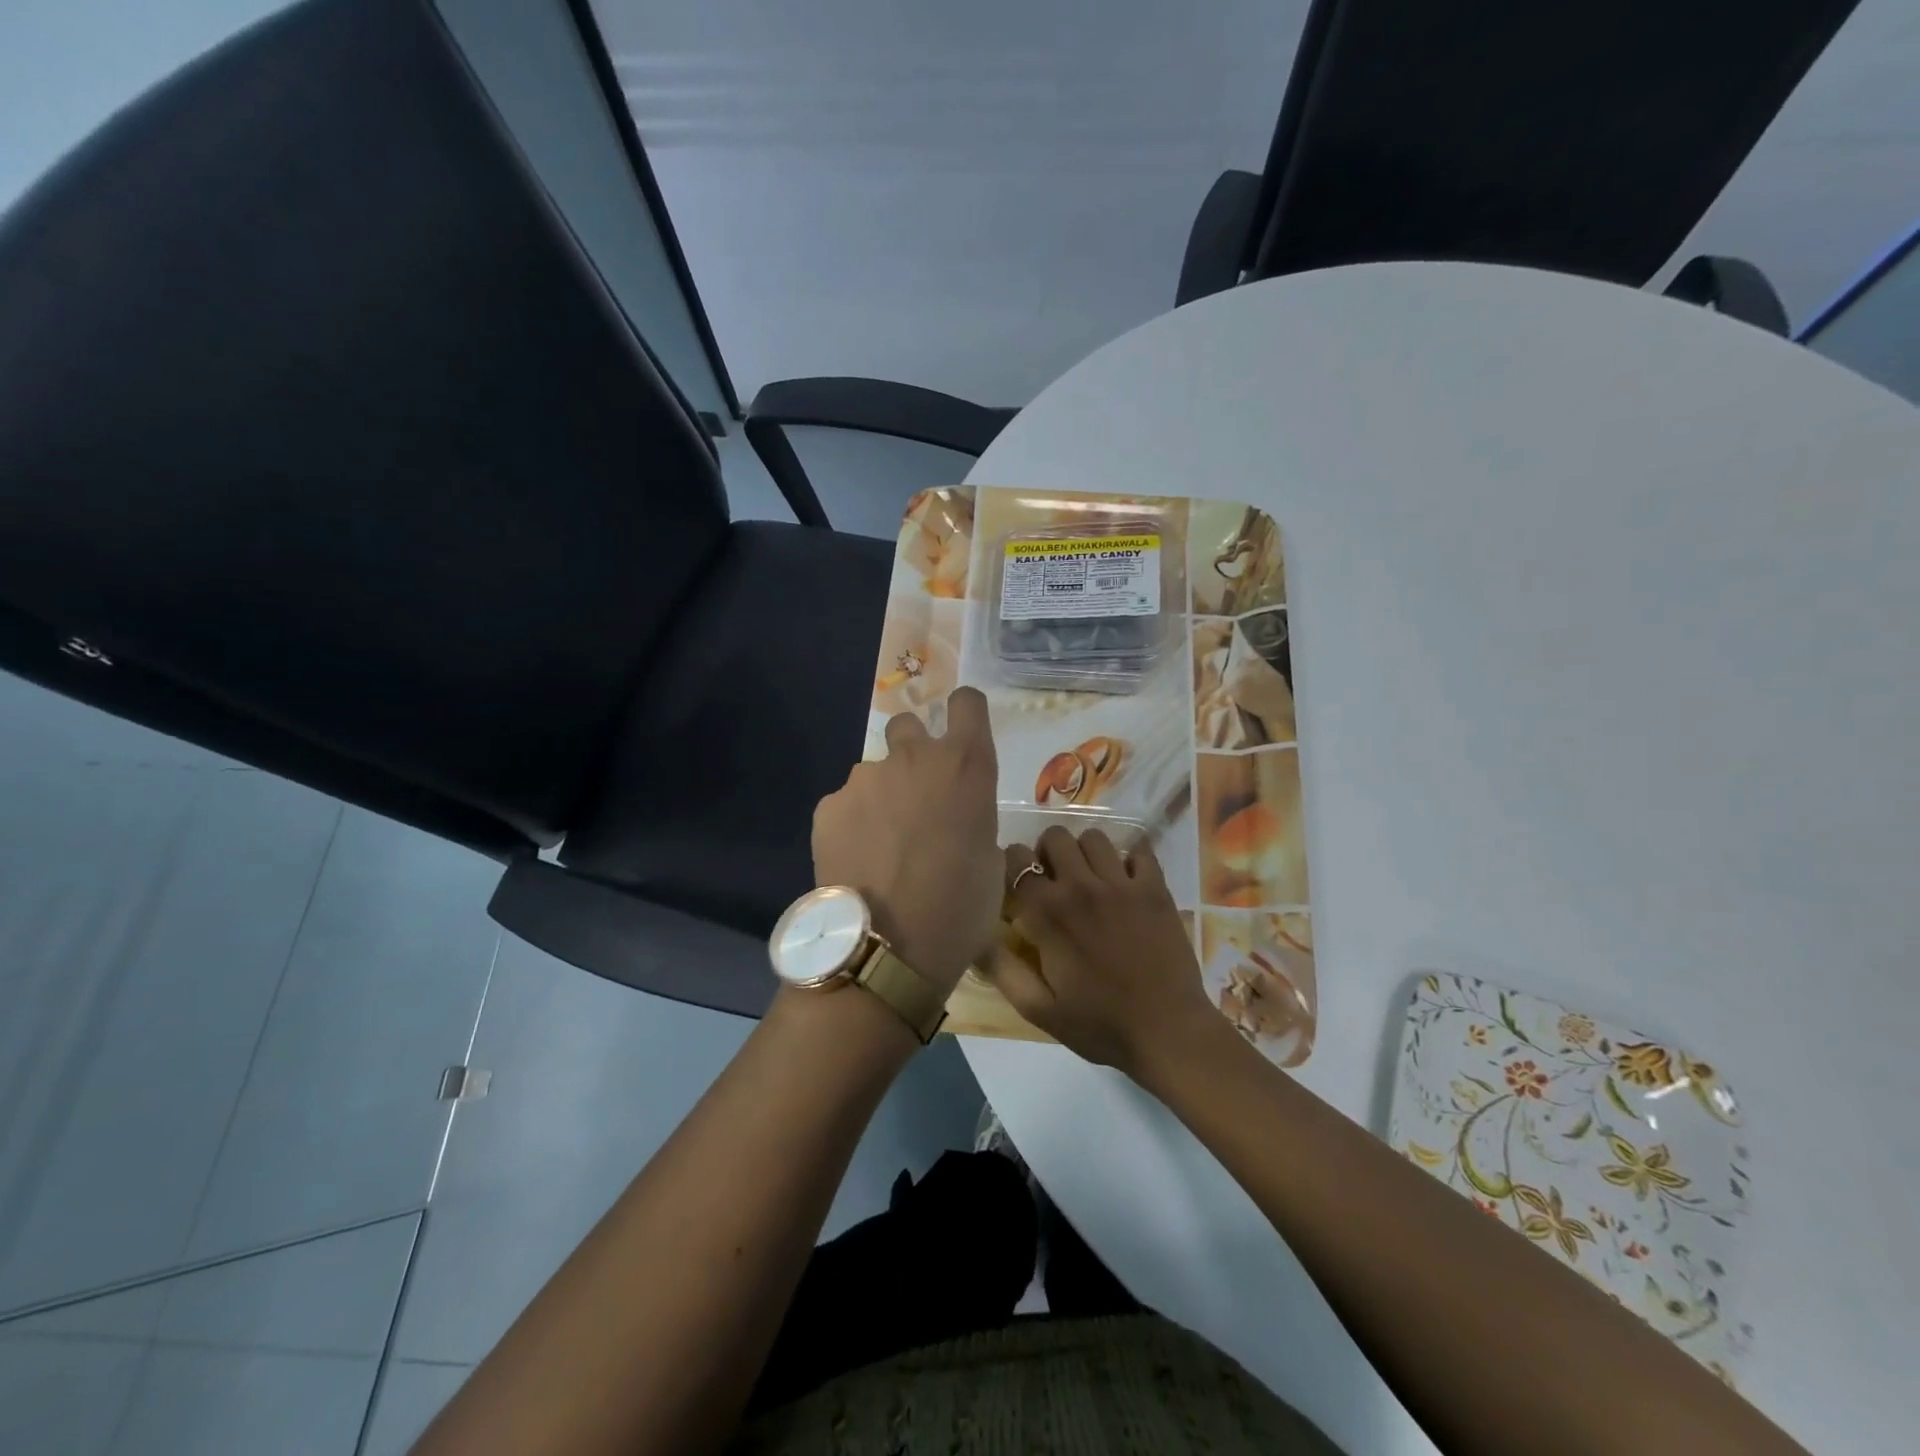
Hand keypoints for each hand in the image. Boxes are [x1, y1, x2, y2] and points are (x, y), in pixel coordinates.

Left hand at [811, 687, 1000, 992]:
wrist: (886, 951)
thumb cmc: (958, 910)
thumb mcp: (989, 863)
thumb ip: (973, 819)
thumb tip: (956, 818)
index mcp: (965, 766)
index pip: (967, 702)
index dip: (965, 712)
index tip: (962, 734)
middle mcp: (914, 757)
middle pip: (909, 724)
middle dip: (913, 750)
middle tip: (916, 797)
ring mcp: (865, 779)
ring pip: (874, 771)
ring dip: (881, 794)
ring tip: (881, 845)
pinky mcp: (828, 805)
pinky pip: (845, 803)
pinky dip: (852, 822)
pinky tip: (856, 861)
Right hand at [981, 826, 1228, 1080]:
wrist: (1168, 1032)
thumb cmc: (1100, 1024)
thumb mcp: (1039, 1009)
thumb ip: (1002, 969)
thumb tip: (975, 936)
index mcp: (1048, 912)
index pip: (1016, 859)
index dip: (1011, 866)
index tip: (1017, 886)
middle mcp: (1082, 886)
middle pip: (1055, 836)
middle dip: (1047, 852)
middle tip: (1053, 880)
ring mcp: (1122, 883)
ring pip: (1095, 838)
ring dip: (1086, 853)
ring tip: (1090, 879)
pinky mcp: (1155, 888)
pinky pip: (1139, 850)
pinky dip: (1130, 859)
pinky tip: (1127, 882)